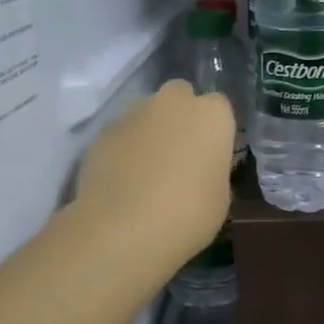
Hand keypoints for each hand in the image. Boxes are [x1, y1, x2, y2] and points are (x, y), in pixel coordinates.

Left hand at [68, 80, 234, 276]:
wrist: (124, 228)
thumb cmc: (188, 213)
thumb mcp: (220, 195)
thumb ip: (212, 169)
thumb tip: (201, 167)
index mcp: (212, 115)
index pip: (219, 106)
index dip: (214, 128)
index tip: (211, 152)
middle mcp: (174, 102)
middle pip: (180, 96)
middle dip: (180, 116)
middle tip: (180, 152)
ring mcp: (134, 113)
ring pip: (147, 112)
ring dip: (150, 130)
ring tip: (147, 168)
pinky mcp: (102, 131)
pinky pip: (121, 133)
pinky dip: (124, 148)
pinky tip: (123, 179)